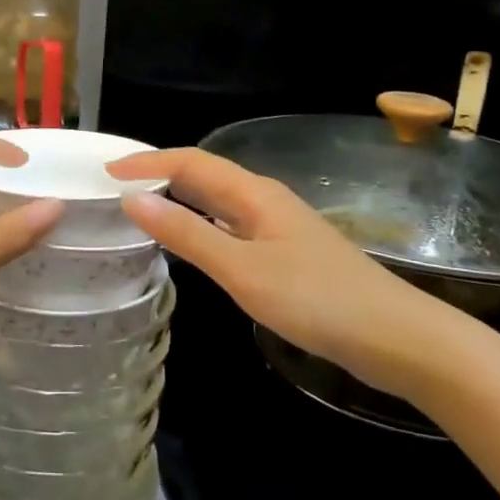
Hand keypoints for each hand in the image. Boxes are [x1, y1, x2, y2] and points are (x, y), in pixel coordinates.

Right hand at [108, 148, 476, 402]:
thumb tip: (132, 200)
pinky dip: (201, 225)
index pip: (189, 162)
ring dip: (179, 198)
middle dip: (159, 174)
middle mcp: (264, 200)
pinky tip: (191, 242)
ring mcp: (277, 226)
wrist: (395, 337)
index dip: (146, 163)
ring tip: (141, 208)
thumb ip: (187, 234)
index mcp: (253, 194)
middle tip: (116, 187)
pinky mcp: (286, 252)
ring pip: (218, 201)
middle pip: (204, 175)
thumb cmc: (315, 299)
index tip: (105, 173)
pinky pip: (230, 225)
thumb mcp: (242, 269)